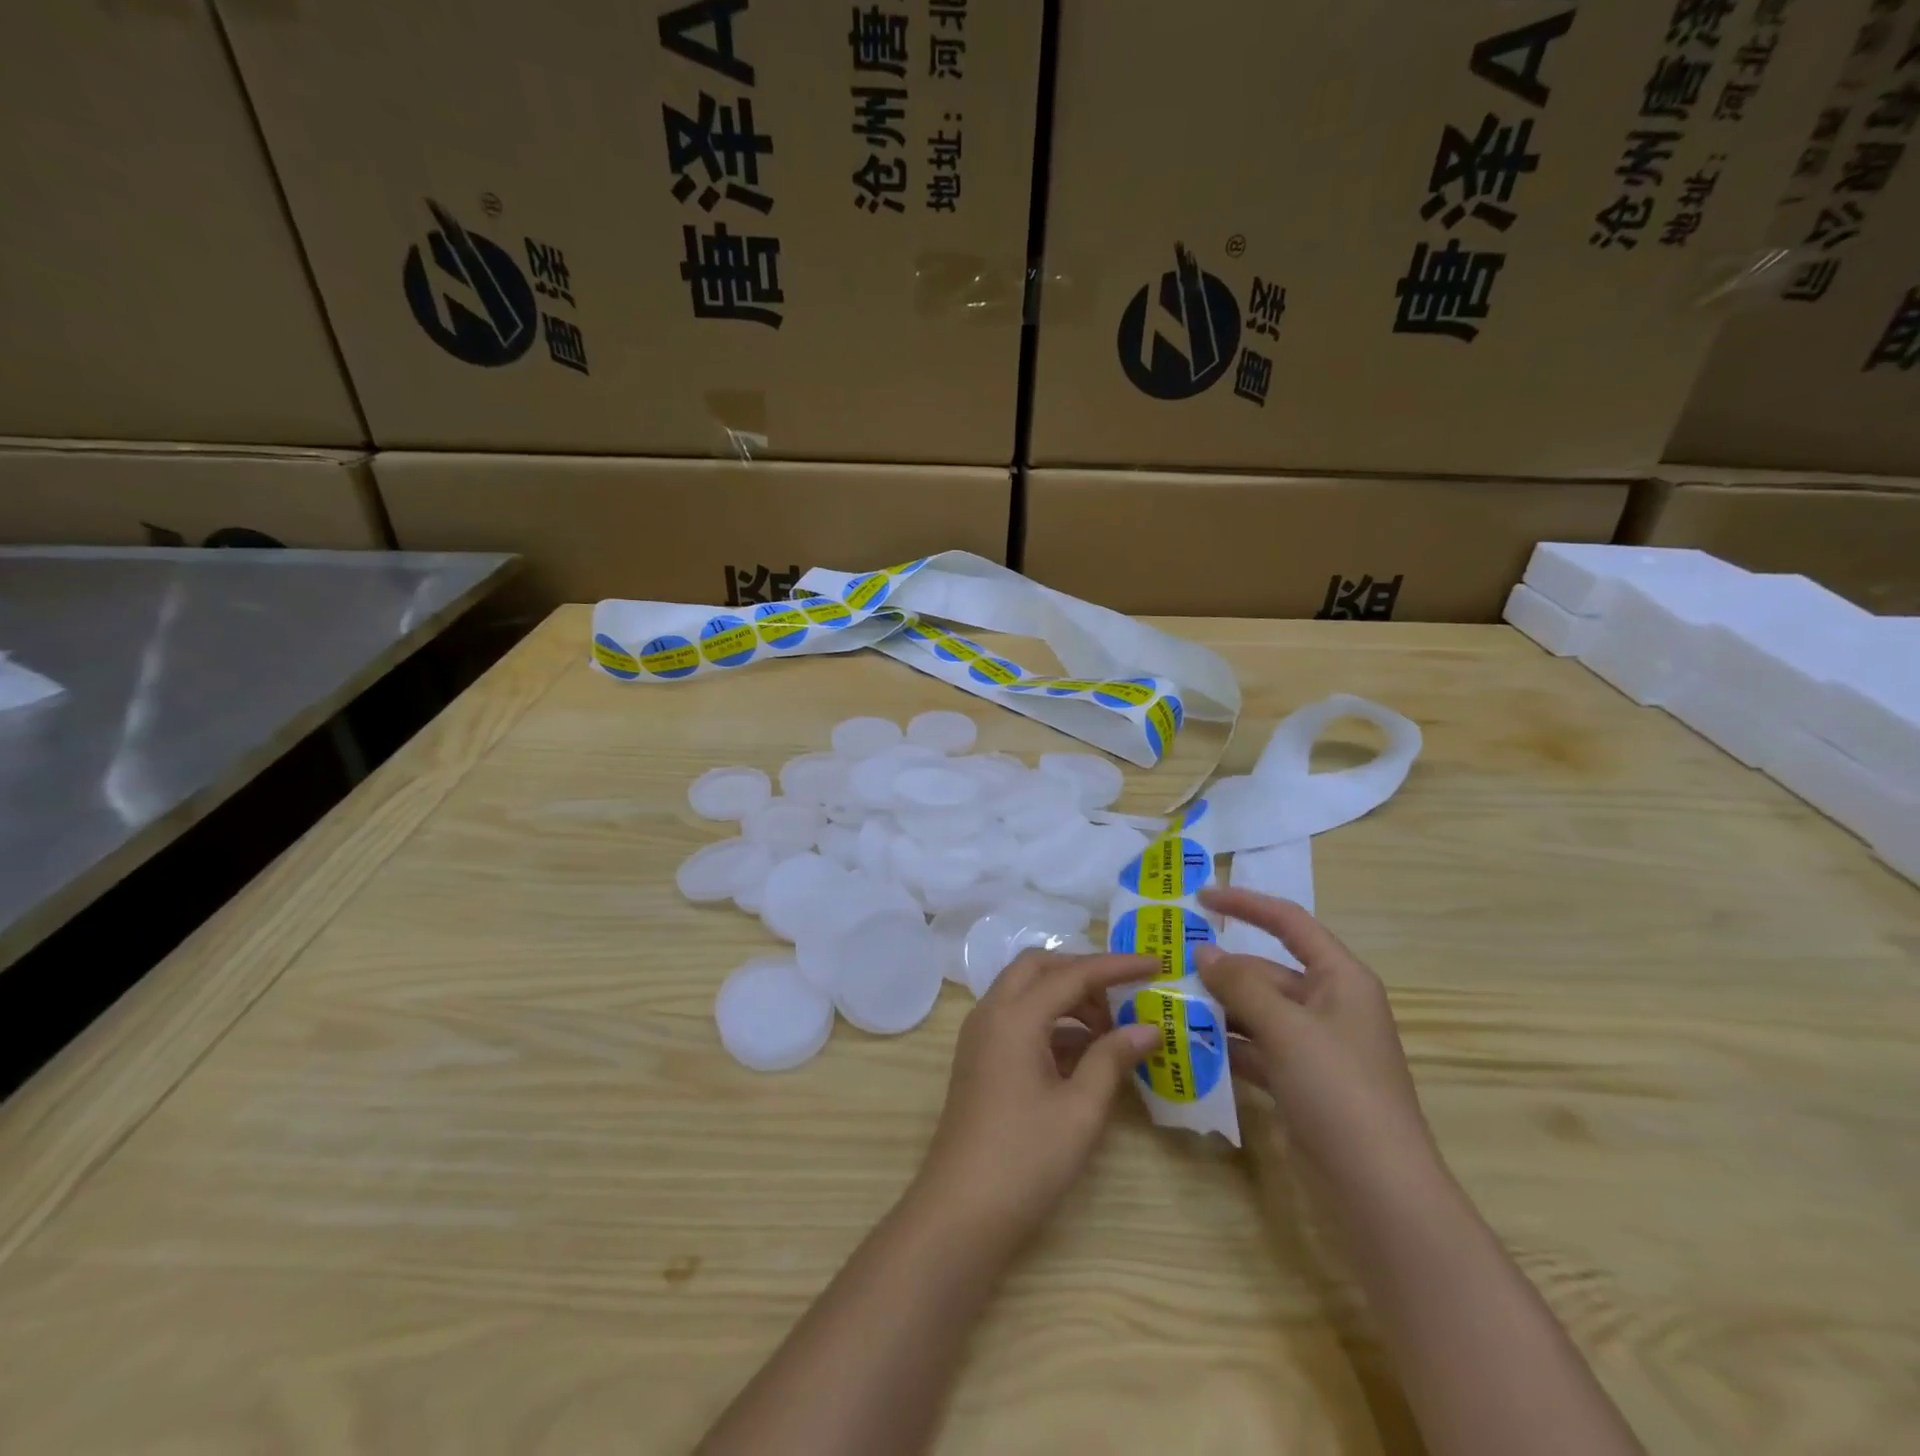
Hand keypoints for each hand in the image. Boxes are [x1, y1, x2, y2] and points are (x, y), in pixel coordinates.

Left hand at [913, 950, 1160, 1246]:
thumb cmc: (1025, 1160)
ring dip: (1066, 997)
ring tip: (1111, 1029)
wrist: (960, 1213)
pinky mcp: (980, 1057)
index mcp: (1014, 1016)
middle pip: (1039, 967)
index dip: (1117, 965)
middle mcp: (991, 1012)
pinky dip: (1051, 1021)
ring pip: (1026, 991)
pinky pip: (1017, 1018)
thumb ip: (1112, 1058)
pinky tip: (1084, 1052)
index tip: (1156, 963)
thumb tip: (1149, 1027)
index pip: (1072, 973)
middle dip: (1083, 972)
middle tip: (1124, 995)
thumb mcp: (1080, 1110)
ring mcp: (980, 1035)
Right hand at [1195, 887, 1437, 1192]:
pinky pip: (1259, 1049)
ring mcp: (1317, 1047)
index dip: (1246, 905)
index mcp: (1340, 979)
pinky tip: (1191, 1046)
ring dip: (1219, 1008)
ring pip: (1259, 1012)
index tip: (1201, 898)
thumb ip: (1240, 984)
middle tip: (1168, 966)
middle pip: (1267, 972)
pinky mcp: (1303, 1082)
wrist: (1378, 1189)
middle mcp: (1330, 1005)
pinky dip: (1229, 1046)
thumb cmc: (1338, 1090)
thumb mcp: (1285, 1028)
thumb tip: (1203, 952)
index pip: (1289, 923)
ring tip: (1168, 1003)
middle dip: (1222, 970)